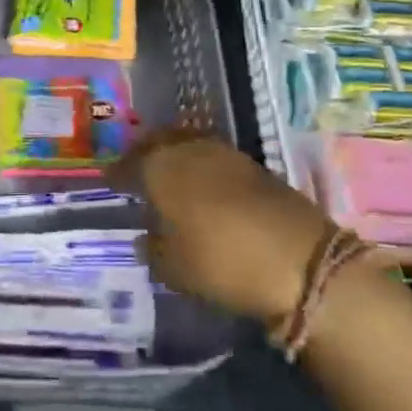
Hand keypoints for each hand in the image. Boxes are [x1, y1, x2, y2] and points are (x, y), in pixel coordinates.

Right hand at [110, 131, 331, 326]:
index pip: (130, 163)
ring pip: (189, 145)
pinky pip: (214, 158)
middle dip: (145, 153)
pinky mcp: (255, 167)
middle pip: (160, 142)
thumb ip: (153, 249)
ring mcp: (227, 155)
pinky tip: (200, 186)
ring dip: (175, 156)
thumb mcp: (174, 268)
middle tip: (135, 169)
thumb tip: (145, 237)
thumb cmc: (222, 263)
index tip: (110, 181)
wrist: (301, 261)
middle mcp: (191, 151)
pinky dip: (201, 166)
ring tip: (167, 176)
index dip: (118, 173)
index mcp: (163, 168)